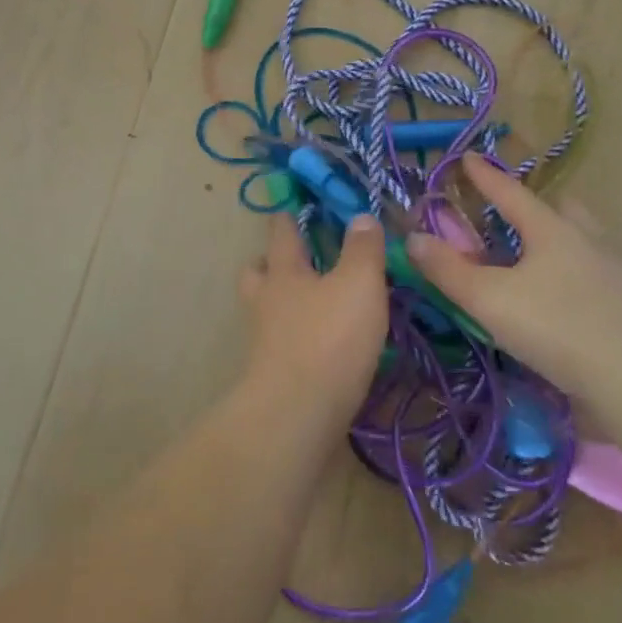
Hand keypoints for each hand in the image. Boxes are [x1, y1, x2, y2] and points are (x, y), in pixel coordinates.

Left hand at [239, 215, 387, 411]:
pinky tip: (322, 346)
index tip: (291, 206)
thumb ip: (362, 249)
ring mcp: (265, 341)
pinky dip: (296, 339)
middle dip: (271, 262)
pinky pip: (282, 345)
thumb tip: (360, 216)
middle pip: (258, 272)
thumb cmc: (328, 339)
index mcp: (284, 271)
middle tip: (296, 260)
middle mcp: (267, 301)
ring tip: (313, 304)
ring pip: (266, 309)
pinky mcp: (273, 376)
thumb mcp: (359, 284)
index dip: (287, 216)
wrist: (297, 416)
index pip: (282, 233)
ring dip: (283, 303)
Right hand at [405, 154, 621, 402]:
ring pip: (584, 235)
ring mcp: (614, 269)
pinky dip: (577, 269)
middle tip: (512, 214)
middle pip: (559, 206)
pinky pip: (597, 268)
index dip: (485, 175)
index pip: (510, 192)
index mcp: (550, 229)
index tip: (468, 156)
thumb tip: (413, 238)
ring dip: (561, 234)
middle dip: (534, 203)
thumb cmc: (555, 328)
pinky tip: (568, 294)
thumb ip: (448, 269)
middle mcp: (586, 238)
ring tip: (540, 255)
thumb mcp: (488, 300)